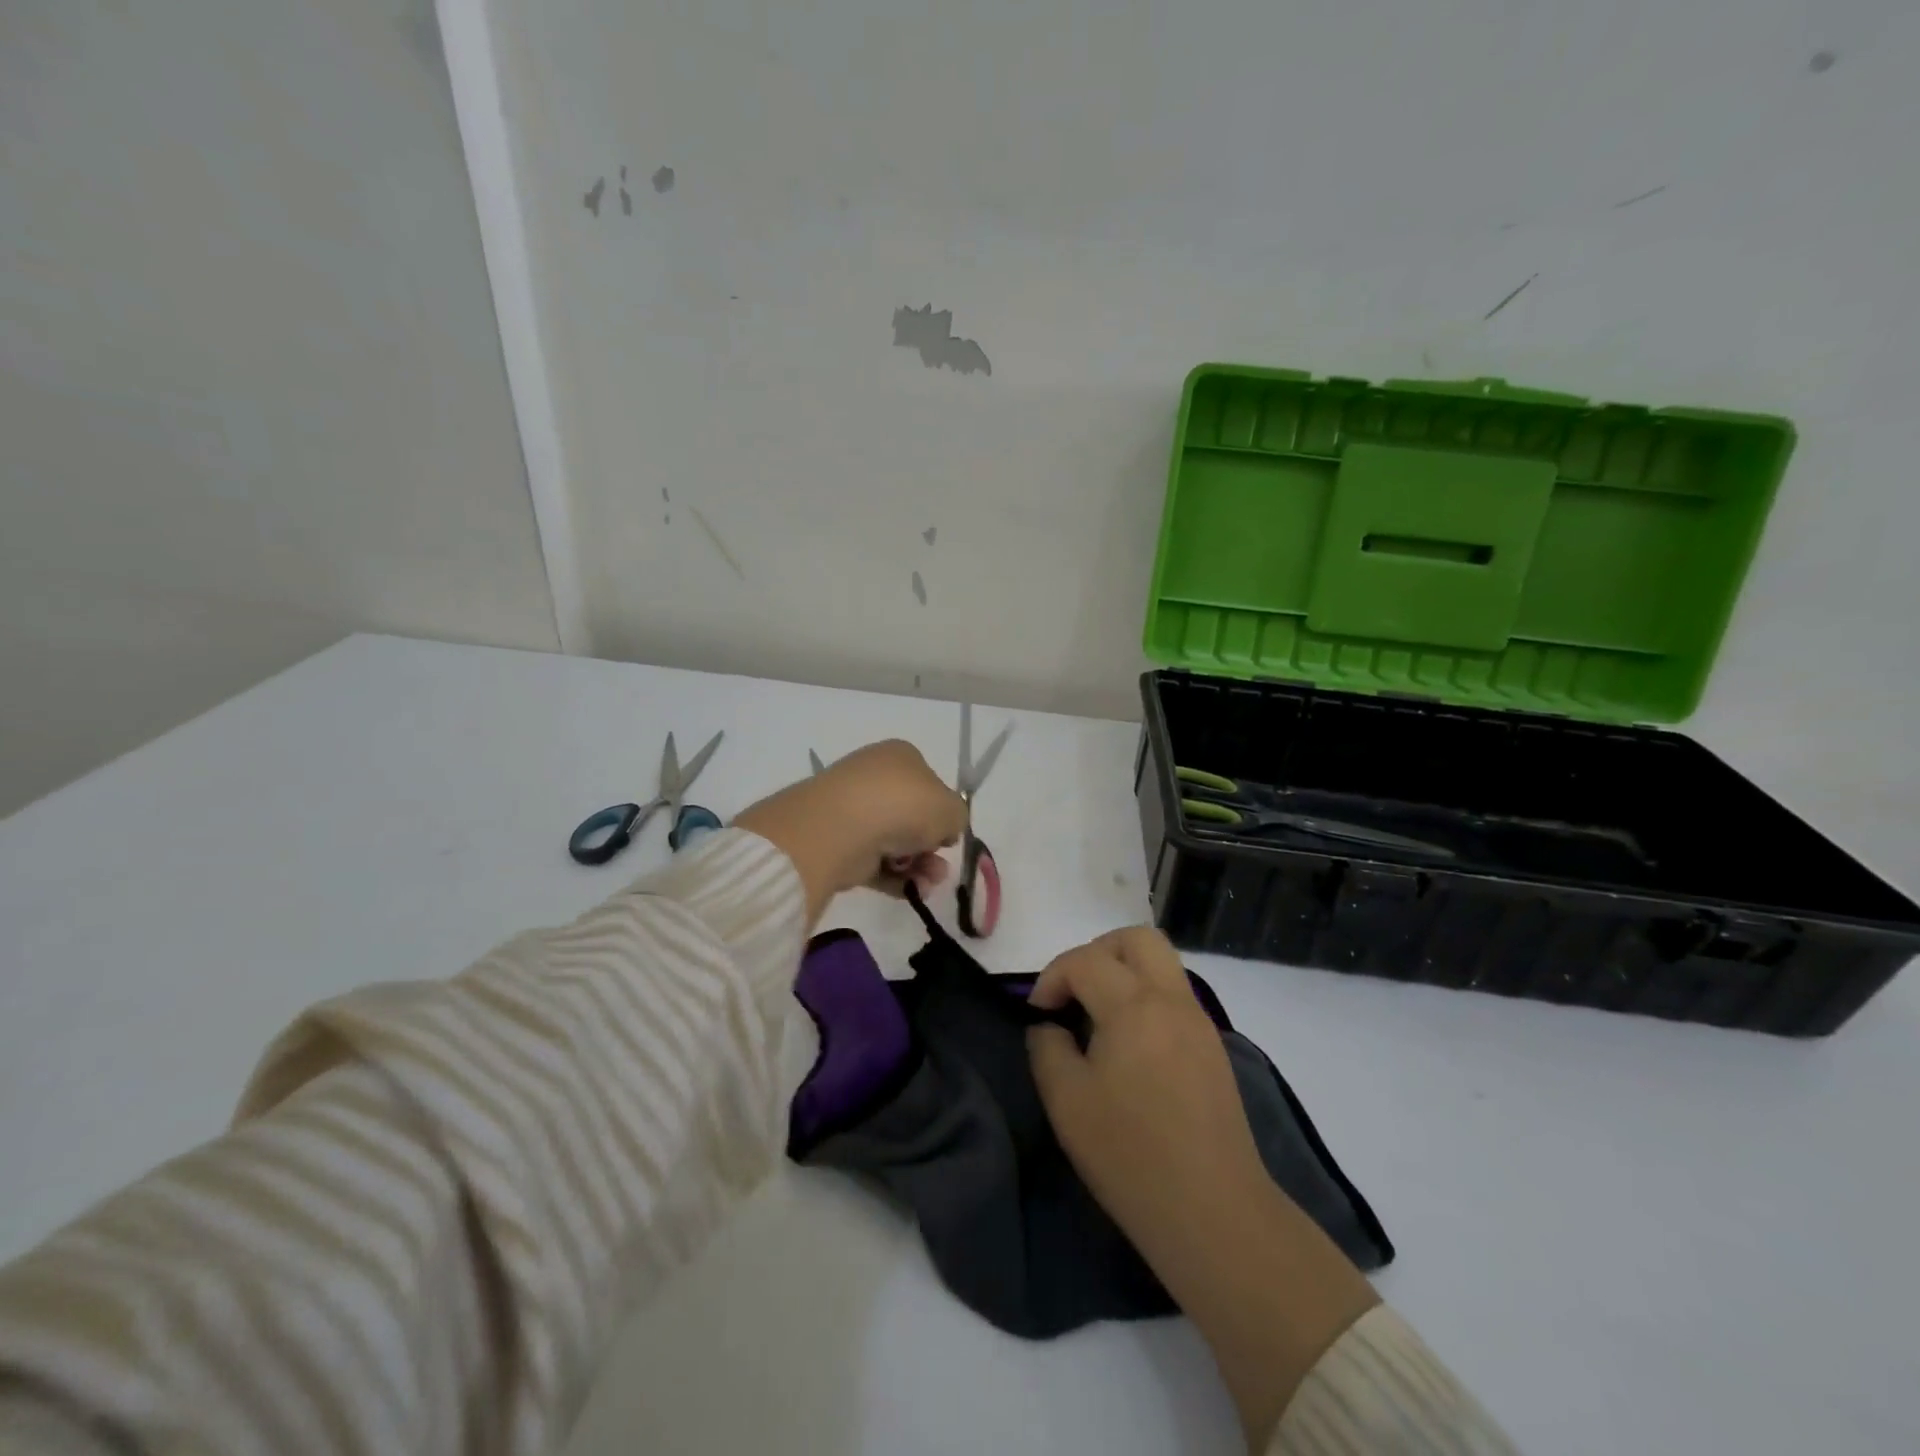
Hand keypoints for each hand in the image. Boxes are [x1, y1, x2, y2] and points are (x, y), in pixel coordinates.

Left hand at [734, 740, 967, 921]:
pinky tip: (913, 891)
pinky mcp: (840, 844)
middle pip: (912, 816)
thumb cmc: (904, 805)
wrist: (842, 828)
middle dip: (931, 845)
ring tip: (929, 882)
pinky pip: (875, 862)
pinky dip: (896, 878)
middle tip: (941, 863)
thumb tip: (943, 830)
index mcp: (900, 757)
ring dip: (919, 865)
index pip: (928, 782)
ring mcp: (854, 811)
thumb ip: (957, 817)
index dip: (942, 810)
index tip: (950, 833)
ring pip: (895, 842)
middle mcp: (875, 779)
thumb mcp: (951, 808)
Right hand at [1028, 928, 1377, 1448]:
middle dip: (1096, 953)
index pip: (1085, 960)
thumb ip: (1047, 1047)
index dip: (1052, 978)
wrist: (1214, 1213)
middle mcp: (1172, 999)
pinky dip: (1145, 997)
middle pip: (1136, 939)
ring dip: (1124, 972)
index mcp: (1134, 1005)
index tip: (1038, 1016)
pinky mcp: (1213, 1047)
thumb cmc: (1130, 1155)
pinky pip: (1174, 995)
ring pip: (1161, 963)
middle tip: (1073, 992)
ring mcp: (1199, 1021)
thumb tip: (1050, 1026)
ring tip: (1098, 1017)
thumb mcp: (1066, 1101)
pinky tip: (1129, 1045)